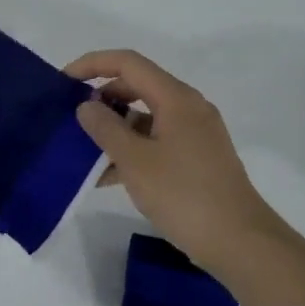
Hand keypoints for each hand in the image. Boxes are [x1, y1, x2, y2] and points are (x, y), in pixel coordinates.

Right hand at [68, 49, 280, 278]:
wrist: (240, 242)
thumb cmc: (184, 195)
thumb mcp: (135, 161)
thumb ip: (105, 128)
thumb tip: (86, 106)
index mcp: (176, 98)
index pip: (128, 63)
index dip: (92, 64)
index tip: (64, 81)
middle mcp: (188, 107)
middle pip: (137, 85)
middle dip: (102, 97)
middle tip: (72, 116)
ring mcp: (195, 134)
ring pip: (146, 116)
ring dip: (115, 127)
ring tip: (84, 150)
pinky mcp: (197, 158)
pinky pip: (157, 140)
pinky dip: (132, 148)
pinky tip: (108, 175)